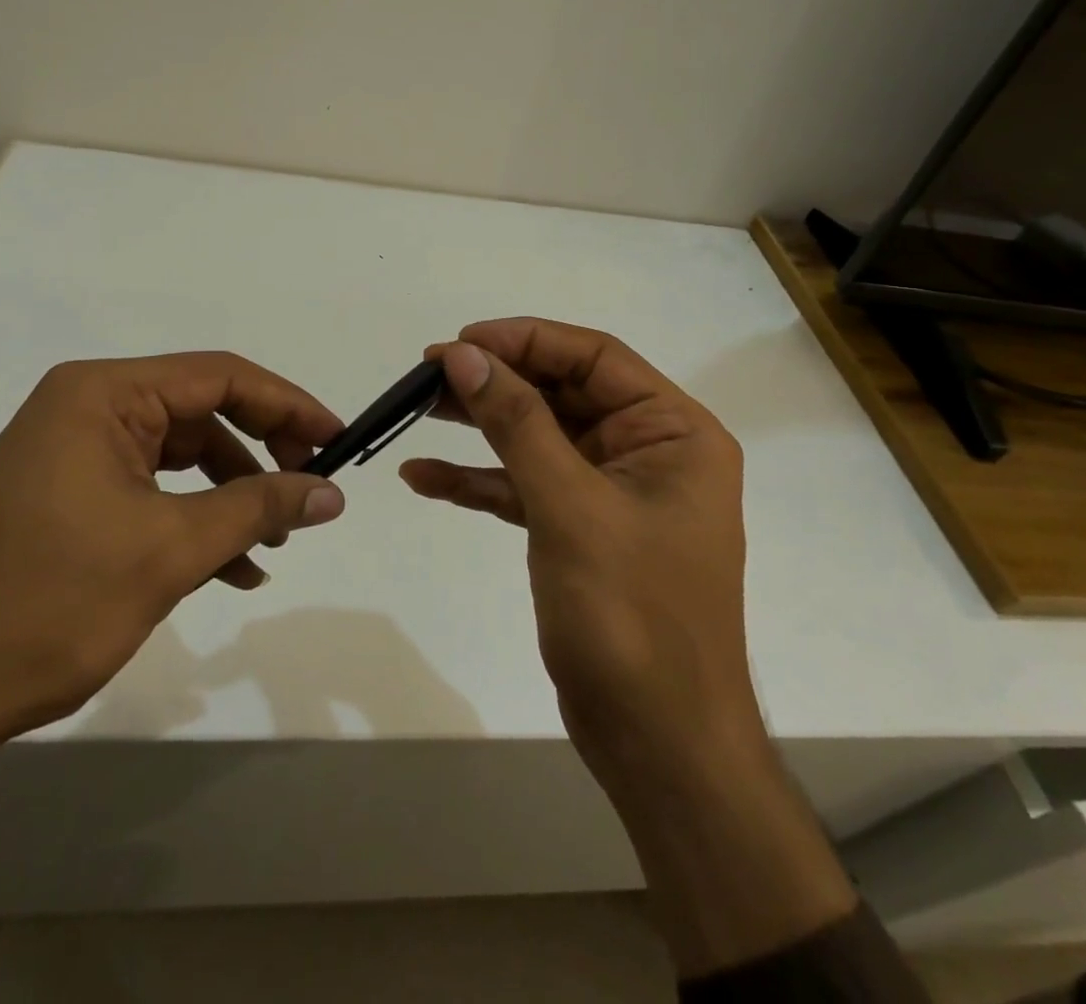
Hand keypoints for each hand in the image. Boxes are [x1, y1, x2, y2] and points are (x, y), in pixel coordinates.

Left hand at [0, 352, 345, 913]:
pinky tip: (232, 569)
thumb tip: (331, 491)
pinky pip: (153, 493)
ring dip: (232, 496)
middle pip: (202, 413)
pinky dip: (195, 523)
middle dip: (261, 452)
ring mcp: (74, 456)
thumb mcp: (168, 551)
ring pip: (182, 458)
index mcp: (101, 395)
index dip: (287, 403)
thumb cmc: (45, 604)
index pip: (218, 376)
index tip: (336, 439)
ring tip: (273, 543)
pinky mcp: (69, 499)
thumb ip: (257, 509)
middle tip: (310, 489)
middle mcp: (86, 410)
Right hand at [401, 318, 853, 975]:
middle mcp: (647, 451)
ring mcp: (611, 492)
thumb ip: (517, 423)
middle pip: (561, 392)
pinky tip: (423, 477)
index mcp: (672, 431)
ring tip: (413, 410)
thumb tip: (464, 355)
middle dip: (495, 382)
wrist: (658, 745)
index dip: (525, 340)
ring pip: (538, 437)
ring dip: (480, 425)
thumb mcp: (570, 506)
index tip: (460, 342)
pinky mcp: (579, 529)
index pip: (594, 357)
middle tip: (426, 375)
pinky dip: (479, 480)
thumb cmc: (631, 616)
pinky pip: (525, 486)